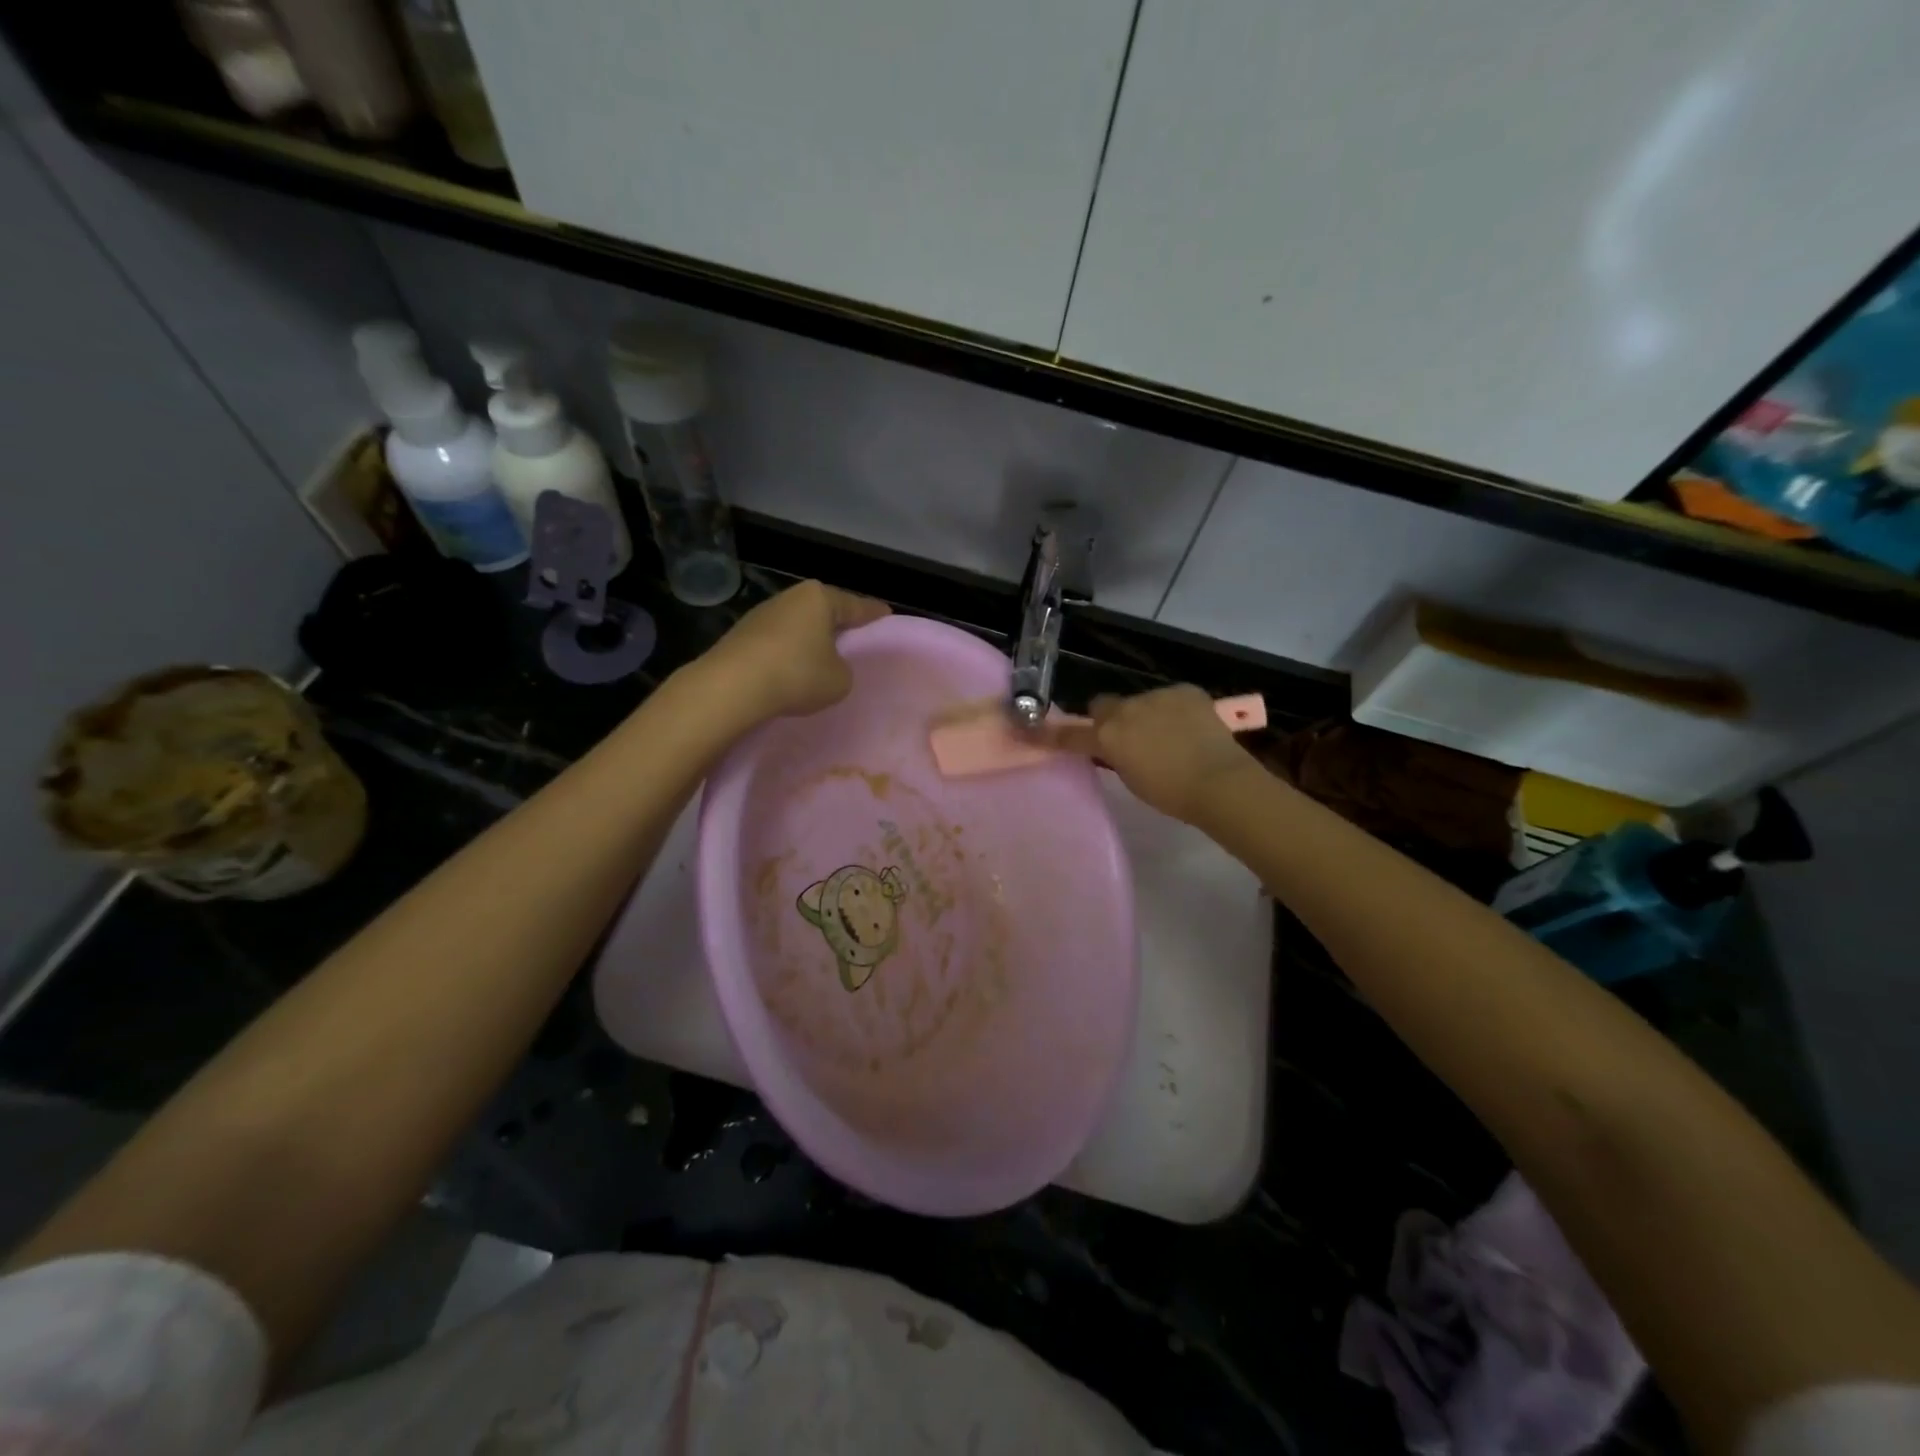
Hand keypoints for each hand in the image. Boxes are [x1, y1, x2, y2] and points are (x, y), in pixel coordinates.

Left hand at [697, 581, 888, 722]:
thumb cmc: (797, 675)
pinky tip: (792, 668)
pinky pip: (778, 641)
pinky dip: (788, 652)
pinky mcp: (742, 635)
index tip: (886, 614)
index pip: (856, 605)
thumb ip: (843, 669)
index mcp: (820, 598)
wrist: (732, 686)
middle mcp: (790, 598)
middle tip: (855, 635)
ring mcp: (762, 614)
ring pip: (799, 624)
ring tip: (823, 656)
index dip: (873, 613)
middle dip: (838, 623)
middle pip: (824, 610)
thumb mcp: (840, 680)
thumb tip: (828, 665)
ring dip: (810, 639)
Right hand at [1043, 685, 1256, 823]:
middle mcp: (1126, 709)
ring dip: (1146, 714)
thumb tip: (1115, 747)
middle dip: (1110, 718)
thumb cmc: (1171, 793)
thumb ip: (1116, 757)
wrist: (1219, 781)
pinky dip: (1175, 709)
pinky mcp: (1185, 691)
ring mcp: (1157, 696)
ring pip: (1140, 701)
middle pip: (1105, 706)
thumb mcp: (1131, 779)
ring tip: (1169, 736)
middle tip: (1127, 738)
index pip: (1070, 733)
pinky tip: (1190, 728)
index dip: (1051, 733)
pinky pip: (1171, 697)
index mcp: (1108, 736)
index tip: (1030, 730)